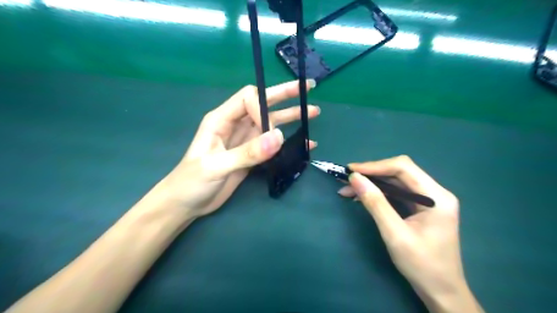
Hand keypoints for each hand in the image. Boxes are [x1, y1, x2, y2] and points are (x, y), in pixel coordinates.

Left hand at [151, 80, 319, 220]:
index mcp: (221, 119)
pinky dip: (288, 142)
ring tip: (313, 112)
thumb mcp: (216, 166)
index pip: (248, 98)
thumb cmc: (192, 182)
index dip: (263, 107)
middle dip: (285, 95)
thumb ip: (247, 153)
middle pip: (263, 104)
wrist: (187, 203)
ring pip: (271, 123)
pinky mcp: (251, 155)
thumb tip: (278, 137)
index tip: (271, 130)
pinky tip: (305, 144)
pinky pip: (272, 144)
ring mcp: (245, 140)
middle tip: (308, 88)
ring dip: (291, 117)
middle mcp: (235, 125)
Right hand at [340, 156, 483, 312]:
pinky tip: (361, 197)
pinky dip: (378, 194)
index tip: (351, 171)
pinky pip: (396, 194)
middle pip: (399, 172)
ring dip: (371, 184)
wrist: (441, 292)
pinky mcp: (420, 208)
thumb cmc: (422, 265)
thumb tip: (354, 178)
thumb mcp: (395, 234)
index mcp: (437, 196)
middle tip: (346, 181)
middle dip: (371, 174)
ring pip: (395, 182)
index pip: (403, 168)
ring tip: (347, 190)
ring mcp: (428, 200)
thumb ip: (375, 203)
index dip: (375, 166)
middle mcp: (435, 192)